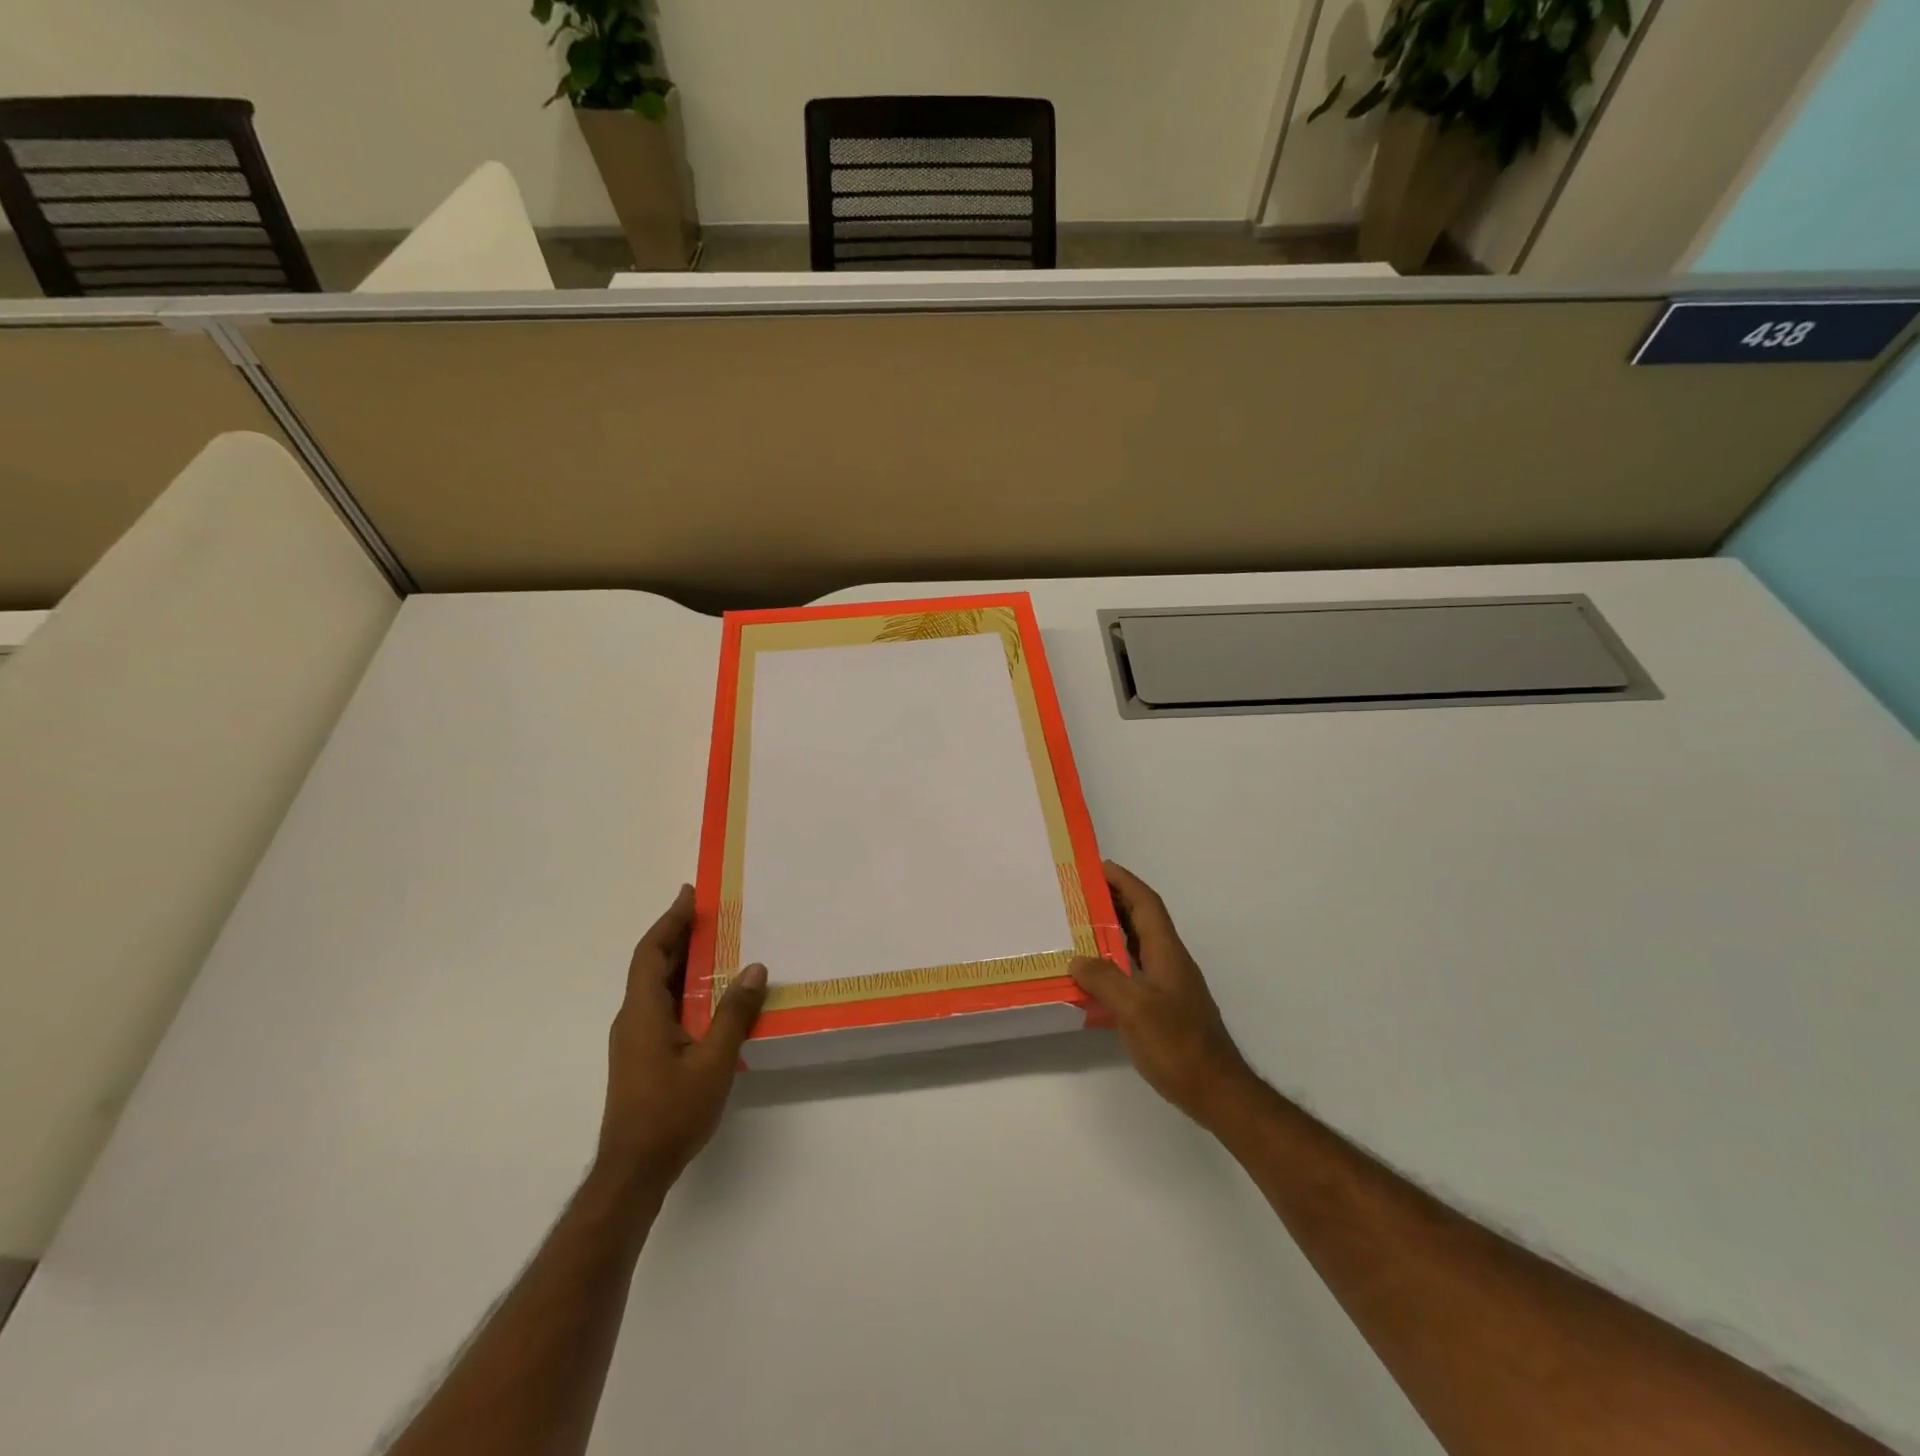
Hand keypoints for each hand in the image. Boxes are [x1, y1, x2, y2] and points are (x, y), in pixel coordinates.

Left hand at [595, 885, 767, 1189]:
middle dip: (678, 935)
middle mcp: (633, 1019)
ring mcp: (636, 1039)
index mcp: (642, 1012)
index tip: (689, 895)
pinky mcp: (643, 1056)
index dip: (669, 921)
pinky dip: (685, 988)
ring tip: (717, 945)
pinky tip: (711, 996)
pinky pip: (663, 1006)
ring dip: (683, 962)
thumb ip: (734, 1013)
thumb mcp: (713, 1060)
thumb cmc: (671, 1112)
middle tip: (710, 913)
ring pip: (658, 987)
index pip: (650, 953)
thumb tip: (755, 968)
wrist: (634, 1171)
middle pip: (652, 965)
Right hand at [1071, 862, 1257, 1128]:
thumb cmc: (1176, 1044)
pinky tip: (1097, 975)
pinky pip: (1137, 969)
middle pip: (1144, 919)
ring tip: (1082, 927)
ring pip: (1140, 944)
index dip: (1125, 882)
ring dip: (1115, 930)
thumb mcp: (1134, 1008)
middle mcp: (1171, 961)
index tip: (1100, 866)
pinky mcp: (1167, 1006)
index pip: (1146, 904)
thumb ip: (1104, 979)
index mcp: (1167, 952)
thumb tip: (1077, 959)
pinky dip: (1117, 960)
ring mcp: (1171, 984)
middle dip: (1116, 901)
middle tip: (1081, 893)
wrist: (1216, 1090)